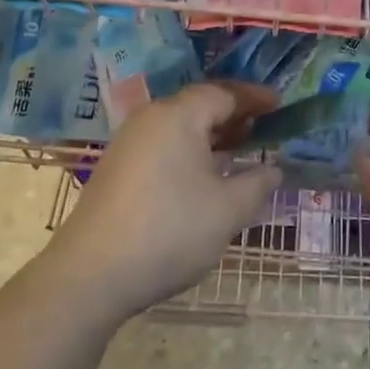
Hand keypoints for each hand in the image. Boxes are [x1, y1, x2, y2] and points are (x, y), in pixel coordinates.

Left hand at [48, 83, 281, 322]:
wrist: (90, 275)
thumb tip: (274, 170)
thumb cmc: (169, 231)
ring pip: (179, 126)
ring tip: (238, 151)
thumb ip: (257, 184)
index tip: (280, 104)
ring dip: (211, 134)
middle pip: (199, 105)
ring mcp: (129, 142)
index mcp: (179, 115)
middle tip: (263, 128)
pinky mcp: (116, 168)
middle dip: (233, 114)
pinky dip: (189, 150)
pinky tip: (202, 177)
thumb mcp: (227, 211)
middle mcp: (151, 117)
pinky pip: (163, 144)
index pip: (224, 93)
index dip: (255, 98)